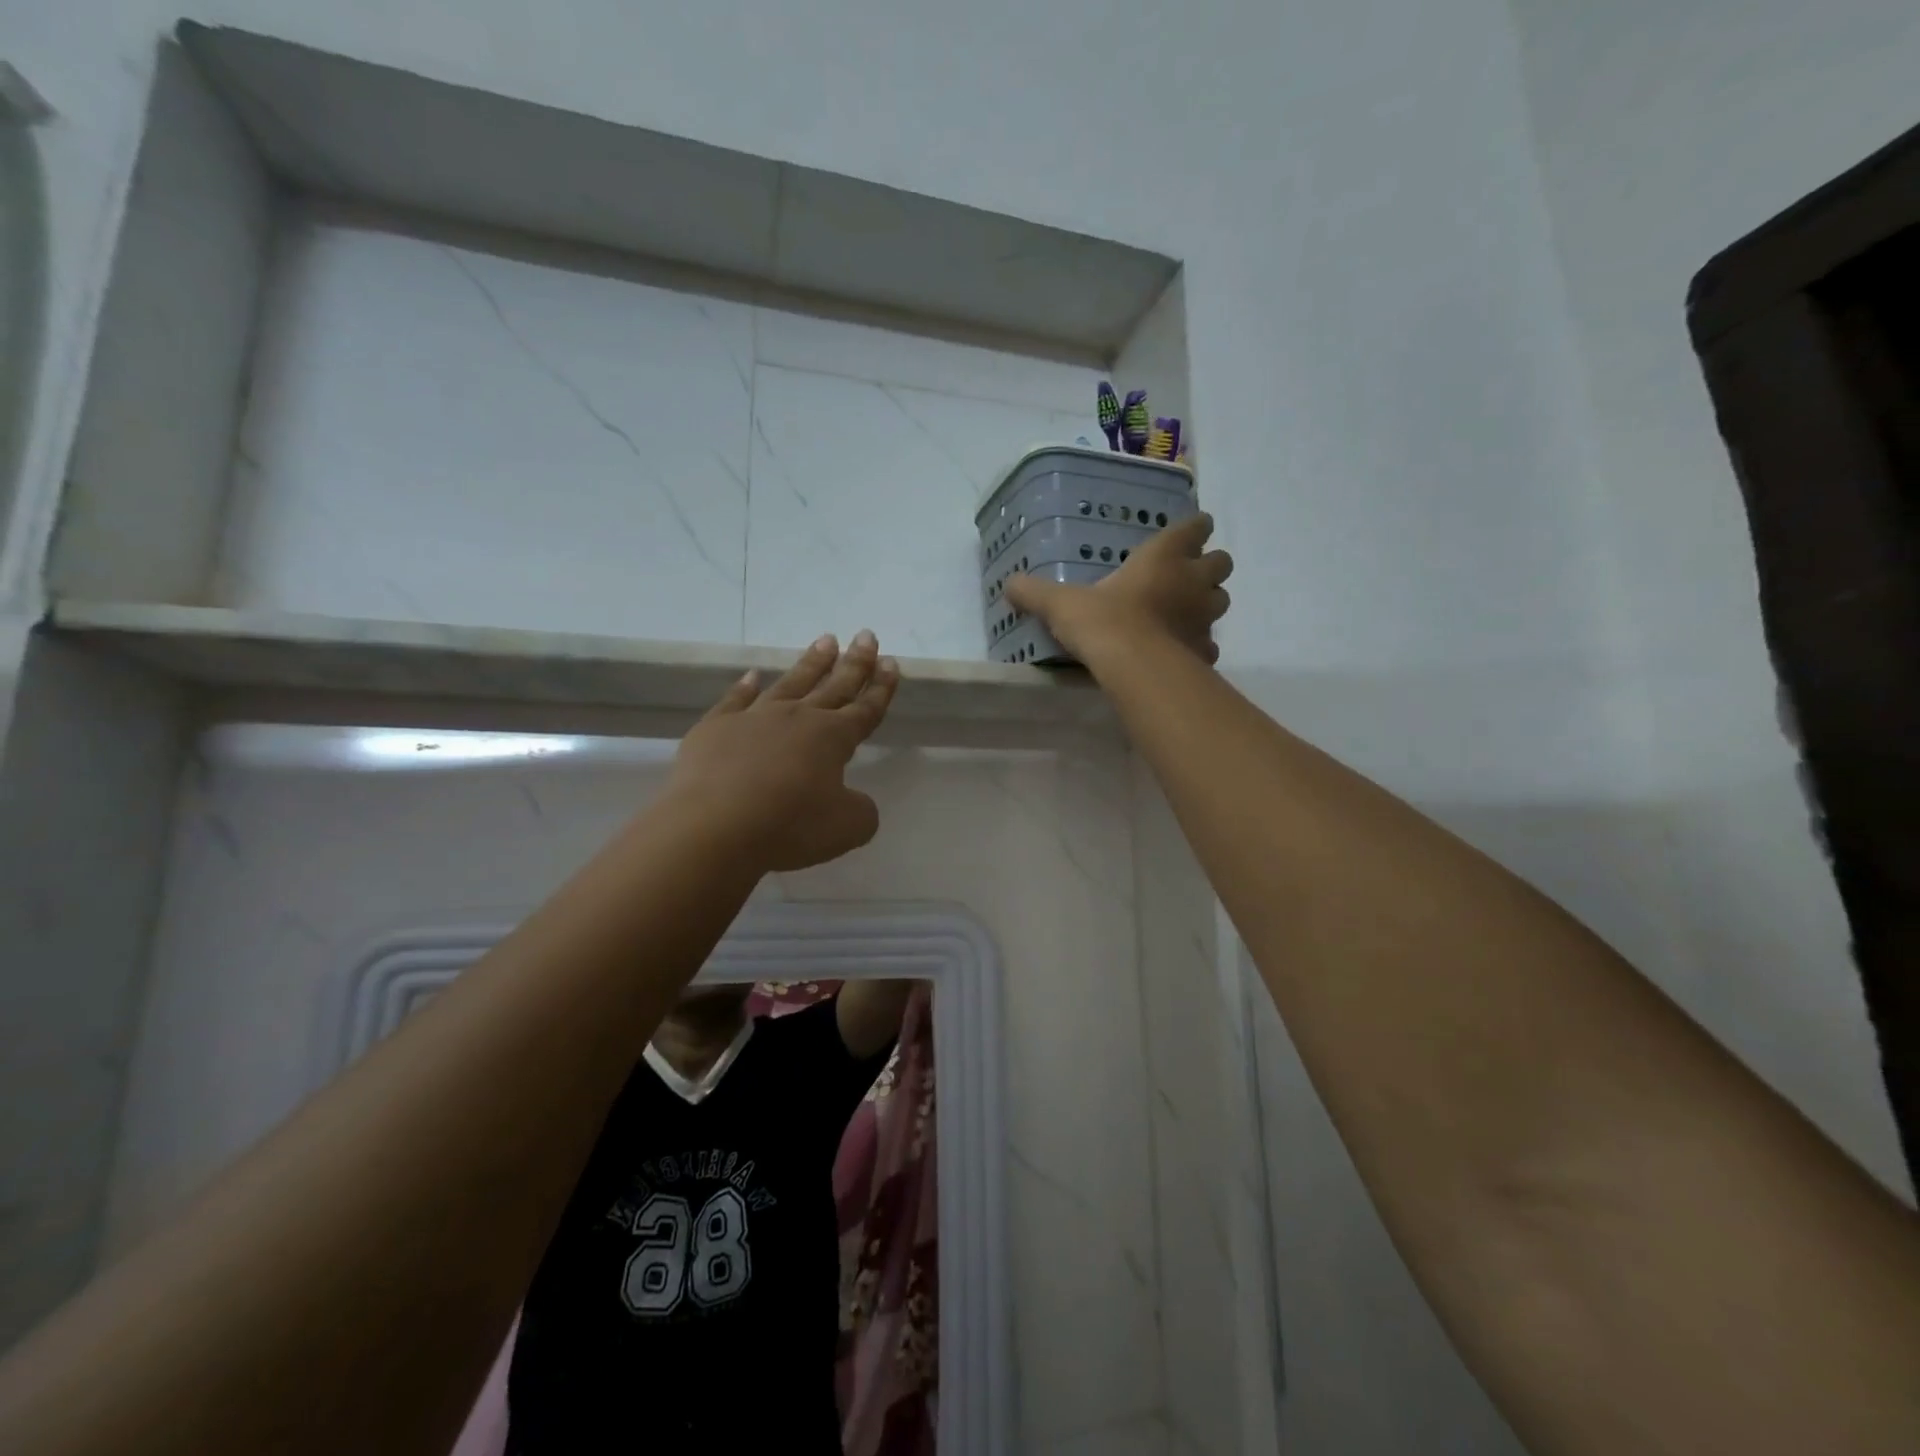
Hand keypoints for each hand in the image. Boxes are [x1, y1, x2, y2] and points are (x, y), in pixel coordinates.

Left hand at [666, 631, 899, 871]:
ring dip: (811, 663)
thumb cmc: (790, 826)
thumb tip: (854, 800)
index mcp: (832, 738)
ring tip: (825, 640)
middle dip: (854, 662)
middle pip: (833, 685)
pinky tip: (753, 675)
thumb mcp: (847, 828)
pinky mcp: (715, 728)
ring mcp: (754, 719)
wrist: (715, 826)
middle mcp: (797, 718)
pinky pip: (735, 700)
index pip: (865, 708)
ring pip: (790, 683)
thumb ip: (861, 810)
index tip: (891, 662)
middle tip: (866, 636)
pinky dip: (745, 686)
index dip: (881, 688)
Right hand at [1006, 513, 1231, 665]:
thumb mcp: (1061, 604)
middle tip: (1185, 577)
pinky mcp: (1204, 651)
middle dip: (1208, 568)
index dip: (1194, 529)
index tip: (1188, 534)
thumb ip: (1036, 593)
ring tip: (1184, 613)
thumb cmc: (1103, 621)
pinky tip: (1181, 652)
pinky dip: (1200, 645)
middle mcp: (1192, 581)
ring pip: (1221, 601)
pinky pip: (1210, 644)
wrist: (1134, 667)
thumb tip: (1008, 584)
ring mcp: (1204, 617)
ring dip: (1208, 603)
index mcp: (1163, 556)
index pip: (1195, 527)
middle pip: (1221, 563)